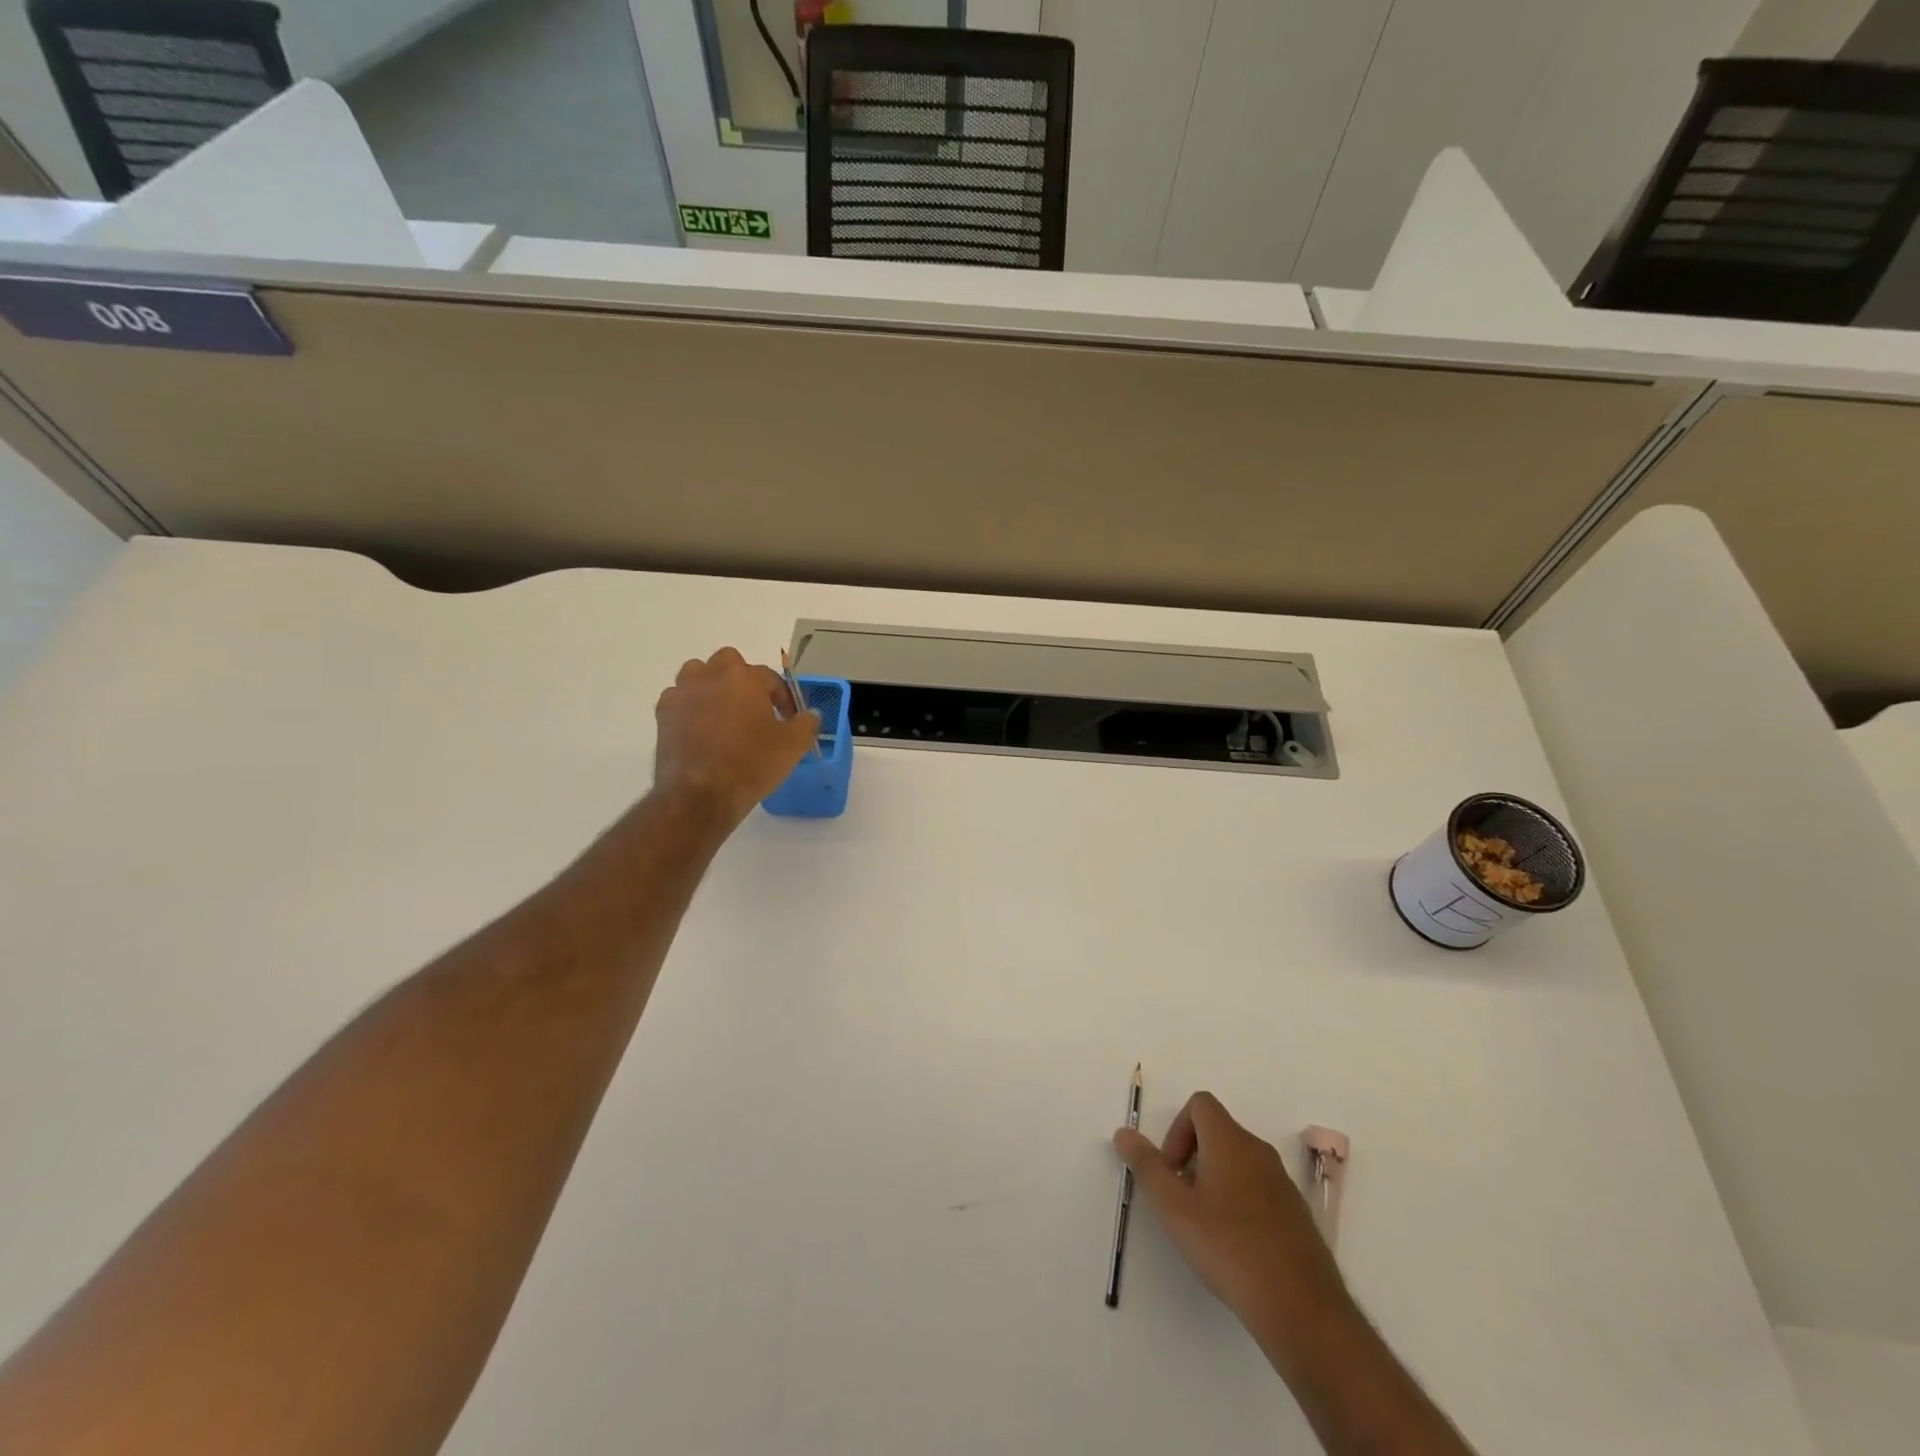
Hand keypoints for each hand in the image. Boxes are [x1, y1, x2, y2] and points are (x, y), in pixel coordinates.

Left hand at [653, 648, 818, 828]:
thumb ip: (806, 723)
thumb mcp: (793, 746)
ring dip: (711, 687)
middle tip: (753, 708)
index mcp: (744, 678)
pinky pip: (679, 699)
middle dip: (742, 680)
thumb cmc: (751, 764)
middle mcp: (710, 676)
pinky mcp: (663, 715)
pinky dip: (690, 708)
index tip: (788, 720)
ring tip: (724, 714)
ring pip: (697, 675)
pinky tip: (700, 730)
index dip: (783, 698)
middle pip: (728, 663)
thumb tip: (809, 714)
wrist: (700, 796)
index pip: (769, 677)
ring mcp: (682, 694)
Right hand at [1114, 1092, 1352, 1361]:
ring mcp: (1282, 1182)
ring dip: (1214, 1180)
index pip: (1200, 1104)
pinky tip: (1235, 1246)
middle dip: (1192, 1157)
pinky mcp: (1296, 1213)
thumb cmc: (1229, 1248)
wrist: (1301, 1307)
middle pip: (1217, 1131)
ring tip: (1205, 1226)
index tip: (1171, 1170)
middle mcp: (1259, 1151)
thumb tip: (1123, 1133)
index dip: (1177, 1129)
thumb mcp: (1174, 1208)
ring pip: (1238, 1162)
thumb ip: (1146, 1166)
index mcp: (1230, 1141)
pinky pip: (1259, 1188)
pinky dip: (1240, 1202)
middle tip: (1182, 1201)